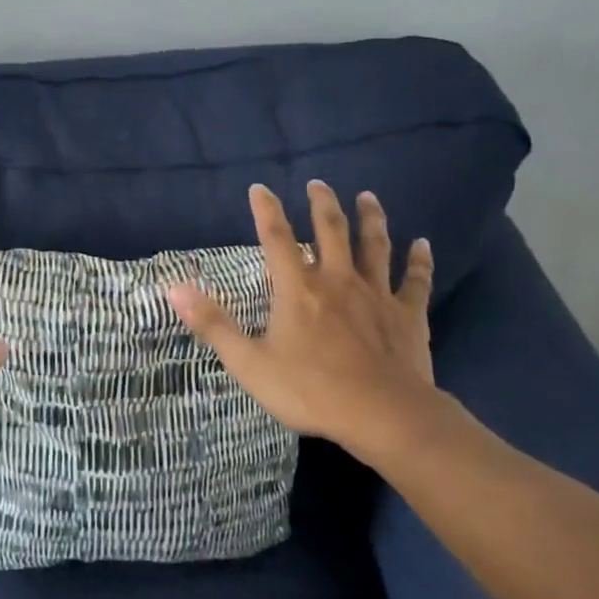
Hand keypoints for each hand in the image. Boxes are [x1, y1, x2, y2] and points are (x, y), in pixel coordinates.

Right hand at [167, 181, 442, 462]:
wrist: (383, 415)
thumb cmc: (310, 390)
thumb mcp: (249, 363)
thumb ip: (213, 324)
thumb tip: (174, 287)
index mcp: (298, 289)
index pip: (277, 238)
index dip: (266, 210)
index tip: (260, 188)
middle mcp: (337, 280)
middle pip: (331, 230)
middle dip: (322, 204)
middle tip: (318, 184)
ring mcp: (376, 294)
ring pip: (375, 246)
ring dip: (371, 219)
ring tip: (368, 197)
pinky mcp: (408, 314)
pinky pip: (415, 281)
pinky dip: (420, 261)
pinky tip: (424, 245)